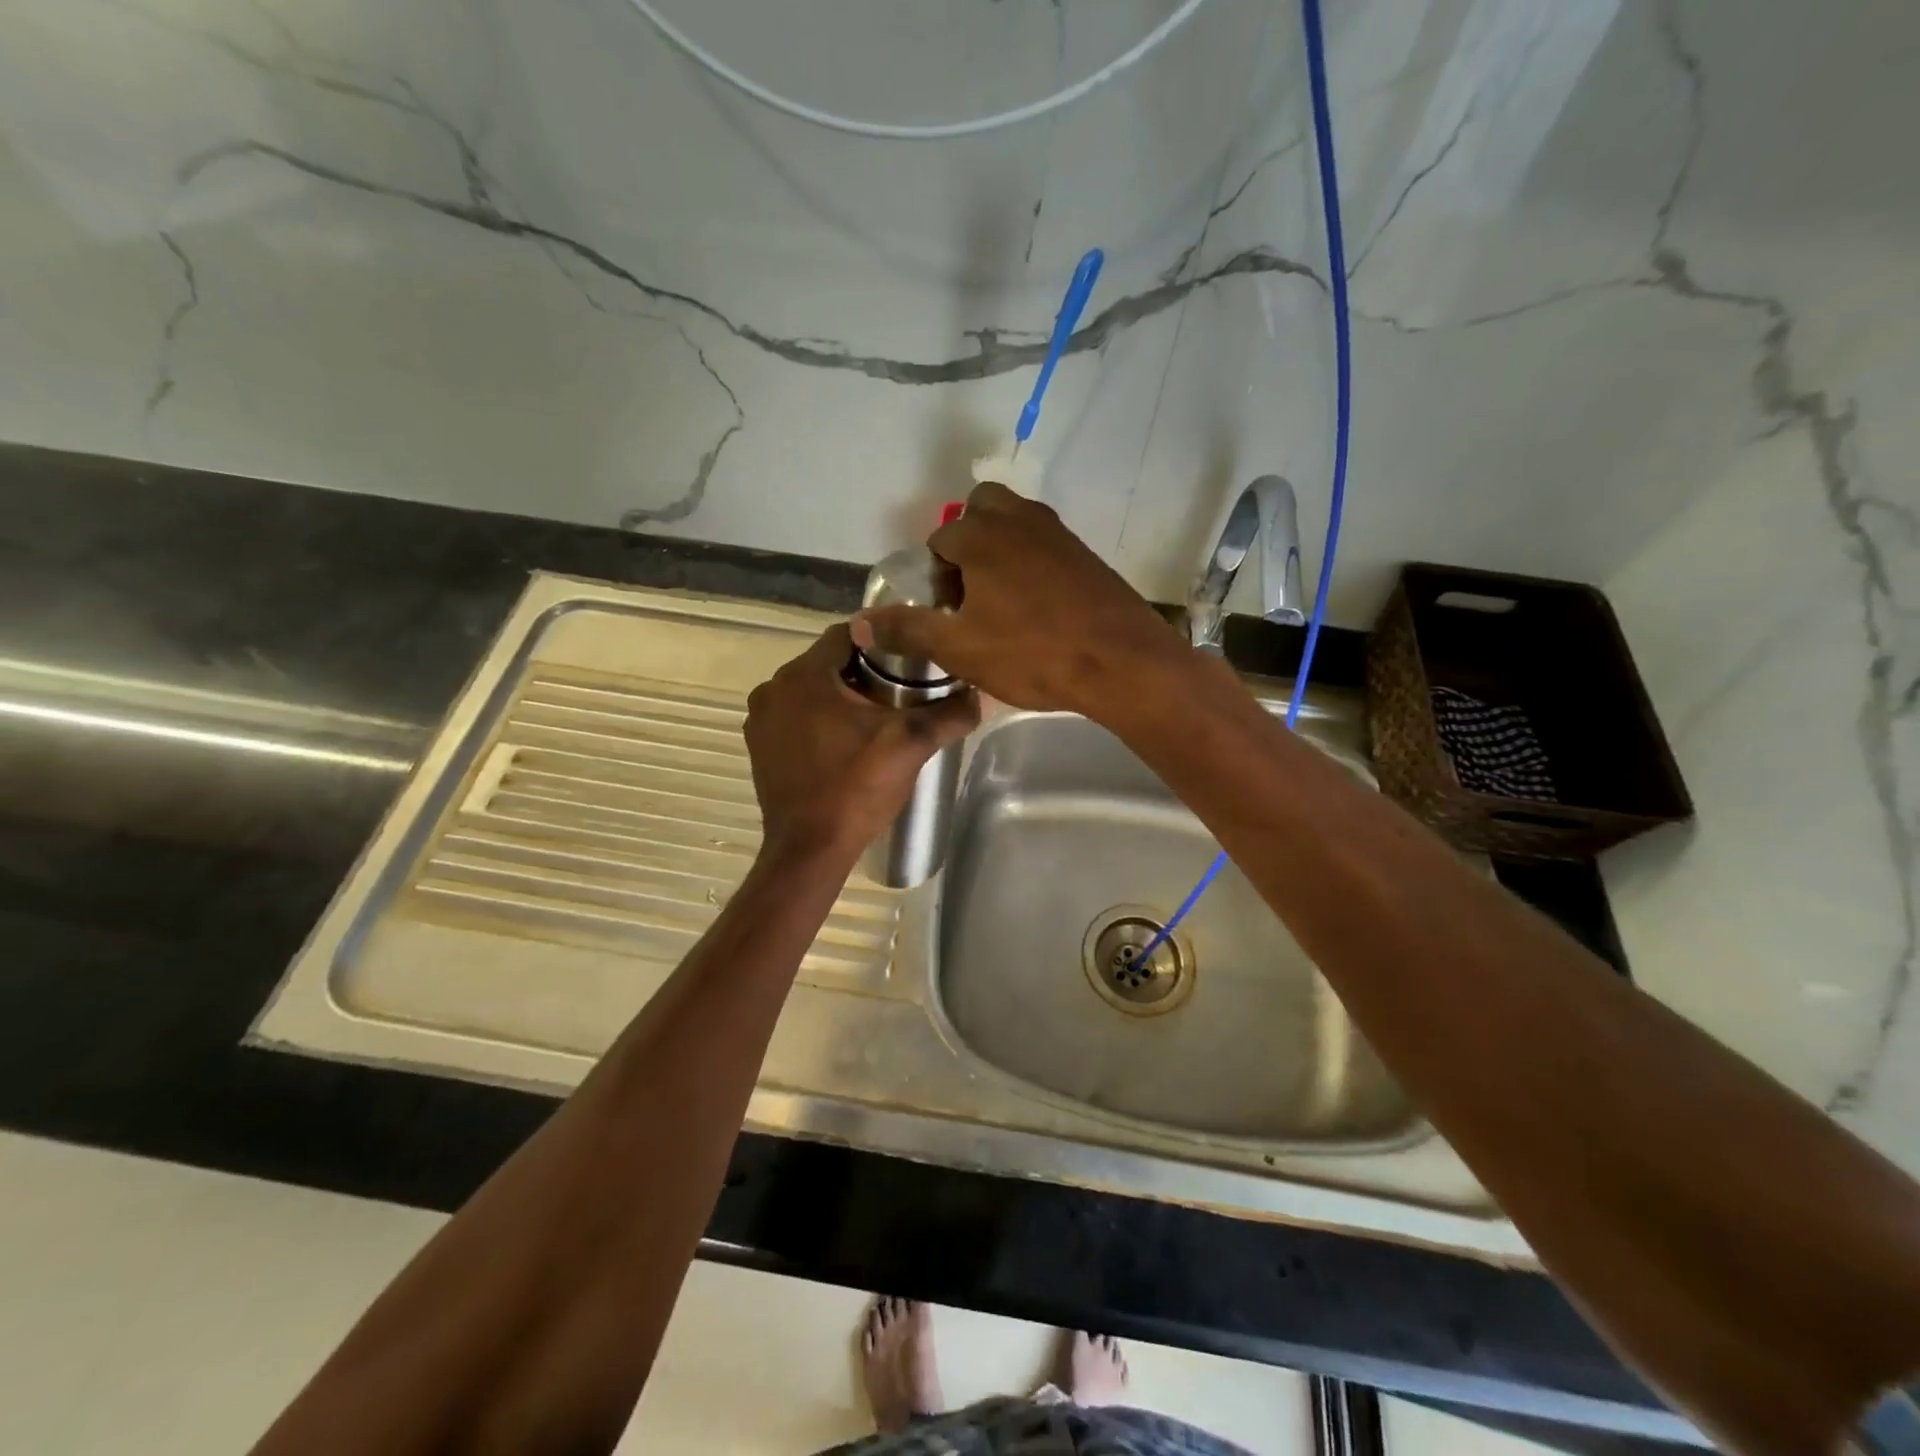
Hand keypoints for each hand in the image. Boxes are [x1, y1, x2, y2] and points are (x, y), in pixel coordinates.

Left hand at [744, 623, 978, 857]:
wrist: (810, 849)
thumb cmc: (856, 788)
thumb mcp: (910, 745)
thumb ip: (948, 714)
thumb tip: (981, 695)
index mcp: (804, 675)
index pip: (848, 634)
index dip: (883, 641)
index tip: (910, 659)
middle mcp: (773, 688)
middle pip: (828, 662)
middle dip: (864, 672)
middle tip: (901, 692)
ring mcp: (760, 719)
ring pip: (810, 690)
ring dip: (840, 697)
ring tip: (877, 718)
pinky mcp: (759, 746)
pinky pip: (794, 716)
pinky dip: (818, 719)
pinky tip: (846, 742)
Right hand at [850, 481, 1188, 718]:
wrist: (1122, 663)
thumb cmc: (1033, 653)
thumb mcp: (959, 649)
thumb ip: (907, 630)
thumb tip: (860, 623)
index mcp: (981, 536)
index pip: (940, 540)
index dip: (935, 578)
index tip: (947, 614)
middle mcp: (1019, 519)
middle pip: (979, 510)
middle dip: (967, 544)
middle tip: (971, 594)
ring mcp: (1058, 533)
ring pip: (1015, 523)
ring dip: (1000, 549)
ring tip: (1001, 601)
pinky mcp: (1086, 554)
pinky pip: (1045, 544)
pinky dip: (1031, 561)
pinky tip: (1038, 607)